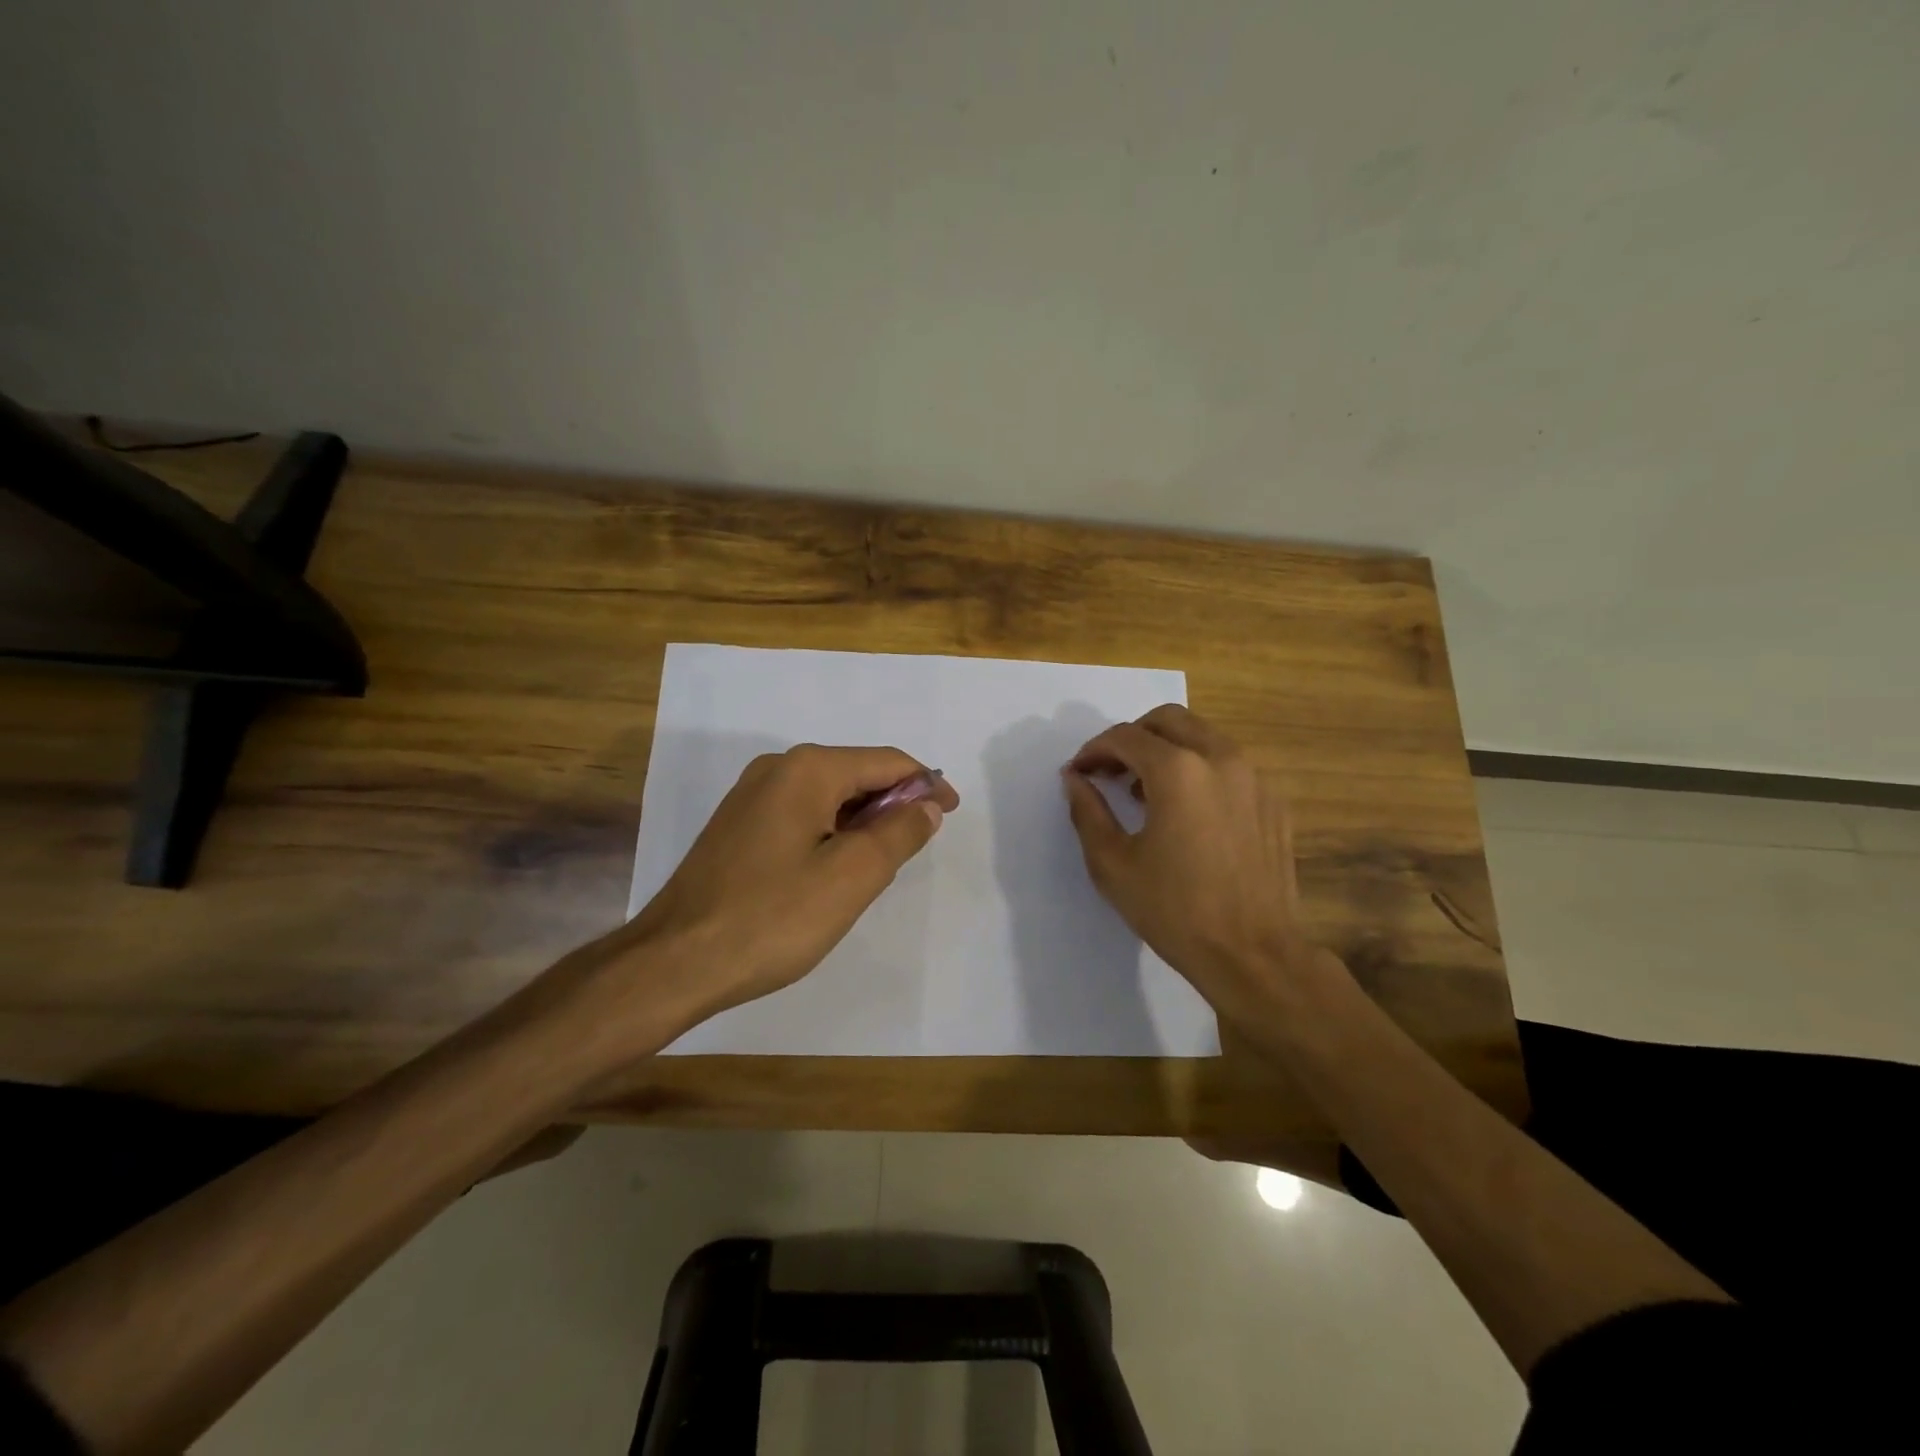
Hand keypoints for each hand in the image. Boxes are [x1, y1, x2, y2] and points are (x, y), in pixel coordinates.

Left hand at [593, 745, 959, 1035]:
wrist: (674, 962)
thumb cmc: (772, 918)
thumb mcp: (852, 876)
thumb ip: (898, 832)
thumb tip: (925, 805)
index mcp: (808, 769)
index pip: (886, 762)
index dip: (926, 784)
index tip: (950, 814)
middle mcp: (777, 769)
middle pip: (856, 774)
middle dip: (893, 803)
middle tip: (916, 846)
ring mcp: (750, 796)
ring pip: (828, 796)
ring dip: (862, 821)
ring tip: (880, 864)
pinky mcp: (737, 826)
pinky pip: (801, 815)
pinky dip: (831, 832)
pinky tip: (834, 870)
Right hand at [1062, 705, 1321, 1033]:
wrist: (1253, 954)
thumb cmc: (1174, 910)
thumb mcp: (1113, 864)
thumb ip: (1088, 811)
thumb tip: (1074, 779)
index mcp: (1178, 770)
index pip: (1125, 737)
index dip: (1093, 750)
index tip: (1078, 773)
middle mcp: (1220, 759)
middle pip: (1168, 720)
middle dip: (1132, 737)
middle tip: (1110, 771)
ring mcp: (1253, 777)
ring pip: (1202, 736)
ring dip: (1166, 749)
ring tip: (1144, 790)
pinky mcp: (1272, 800)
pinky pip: (1228, 764)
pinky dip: (1199, 769)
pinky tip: (1186, 811)